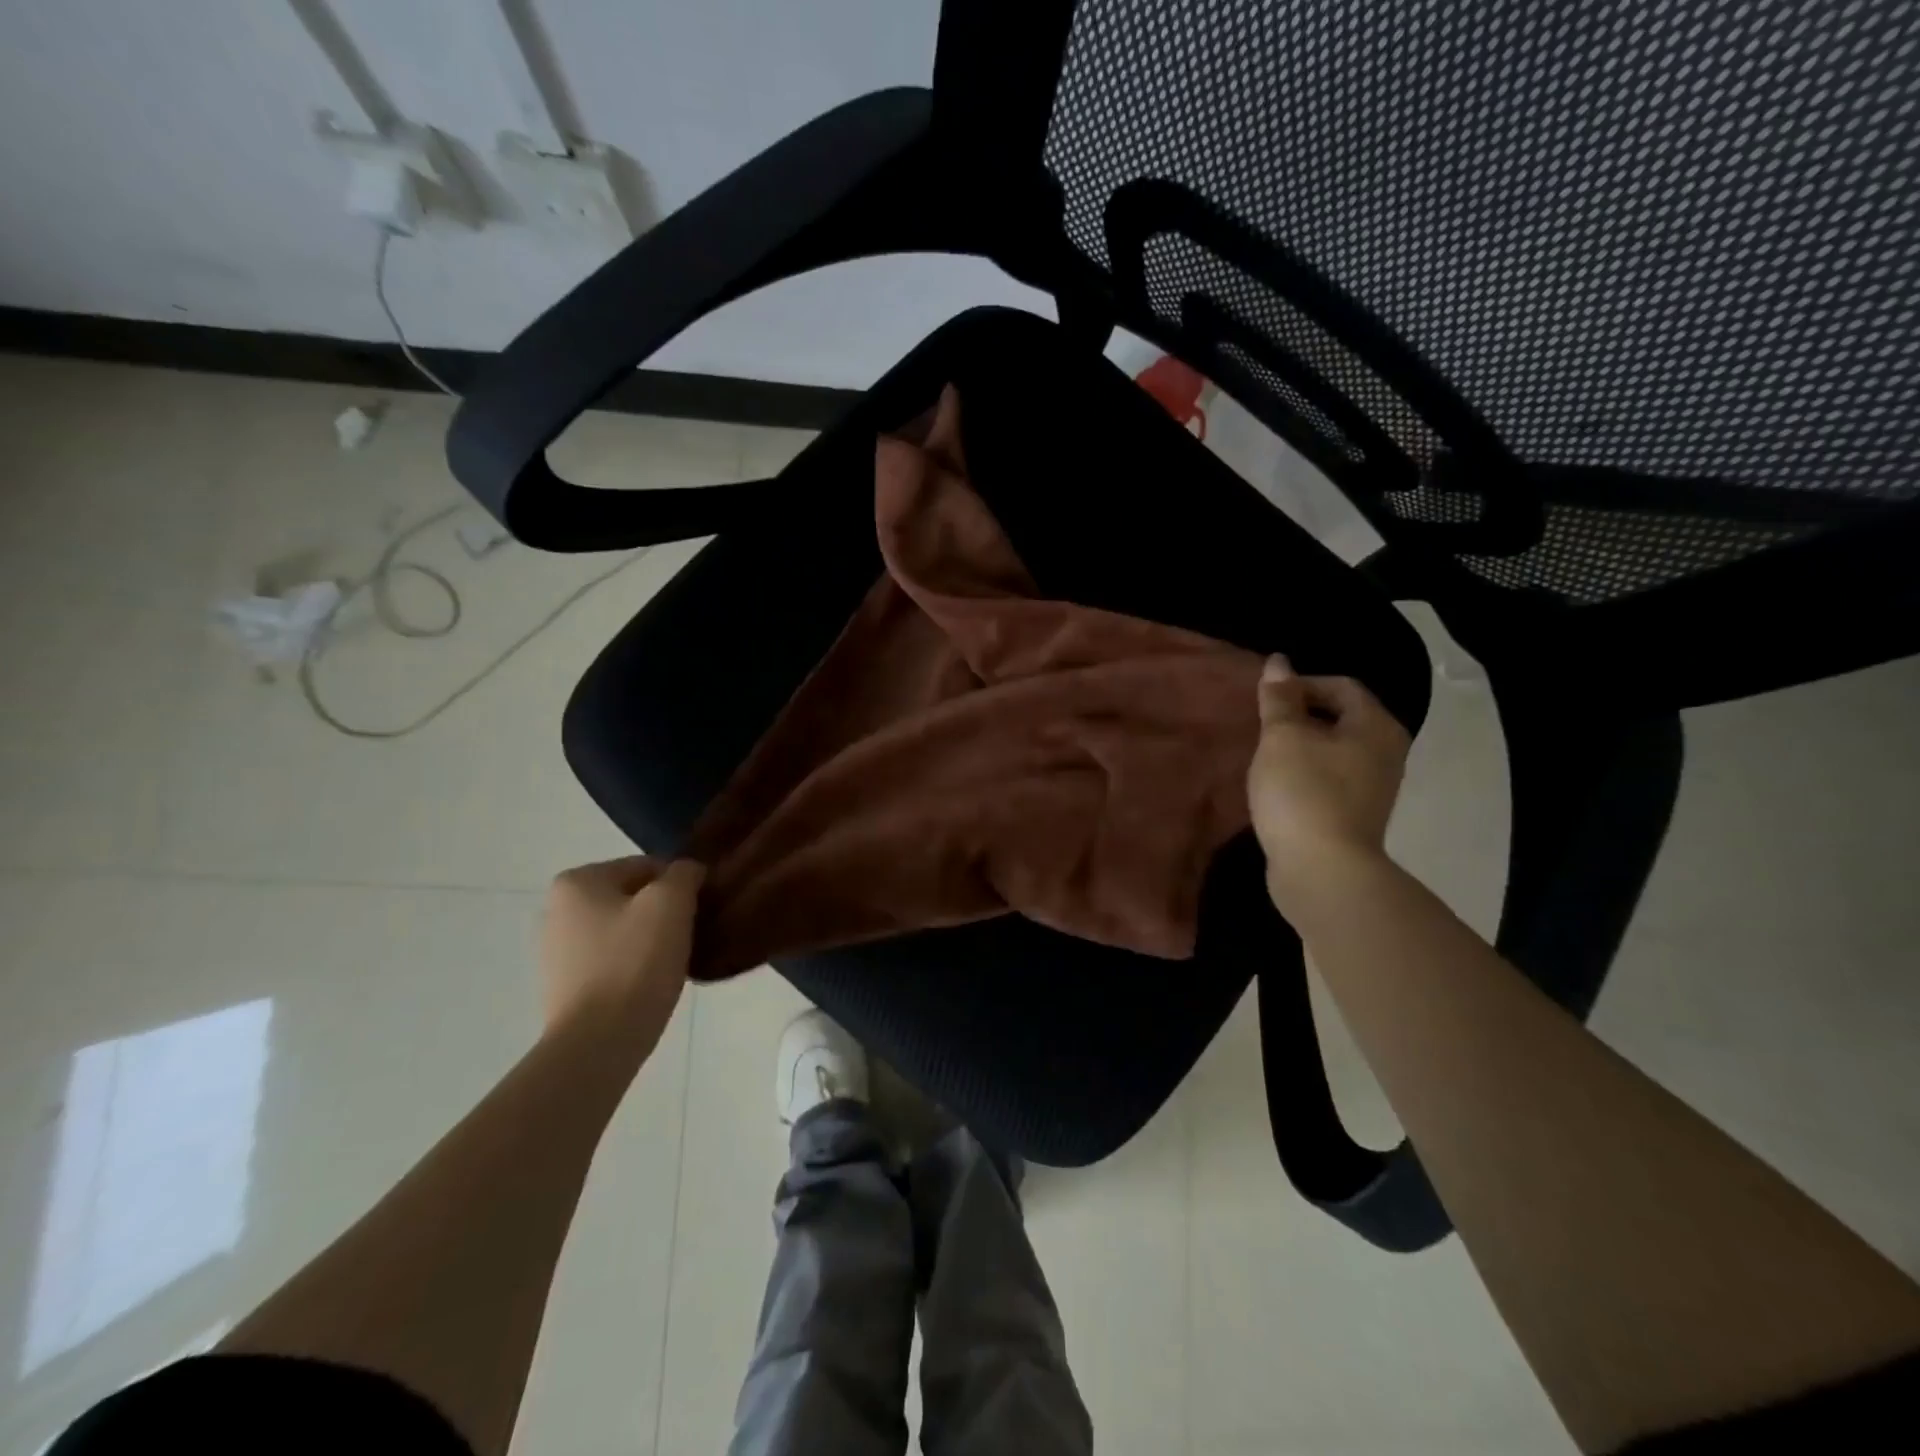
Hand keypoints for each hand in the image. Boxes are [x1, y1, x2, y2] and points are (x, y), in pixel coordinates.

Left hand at [540, 857, 704, 1056]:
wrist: (598, 1043)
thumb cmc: (634, 962)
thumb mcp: (671, 903)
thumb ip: (683, 874)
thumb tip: (687, 871)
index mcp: (577, 881)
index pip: (646, 866)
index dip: (680, 885)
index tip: (699, 910)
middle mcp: (557, 909)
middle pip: (633, 898)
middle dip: (663, 912)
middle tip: (690, 935)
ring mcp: (556, 951)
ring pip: (624, 930)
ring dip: (651, 940)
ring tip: (674, 962)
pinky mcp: (565, 987)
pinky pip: (612, 961)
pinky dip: (634, 966)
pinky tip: (652, 984)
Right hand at [1247, 655, 1409, 910]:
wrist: (1322, 870)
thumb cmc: (1303, 792)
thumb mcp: (1283, 737)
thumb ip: (1280, 699)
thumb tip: (1279, 662)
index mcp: (1376, 727)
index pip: (1341, 686)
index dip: (1301, 685)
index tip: (1265, 701)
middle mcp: (1386, 753)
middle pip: (1341, 719)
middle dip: (1300, 717)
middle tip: (1263, 726)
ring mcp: (1374, 788)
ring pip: (1334, 751)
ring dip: (1301, 748)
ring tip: (1266, 755)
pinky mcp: (1356, 816)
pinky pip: (1330, 780)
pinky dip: (1306, 775)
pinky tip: (1279, 787)